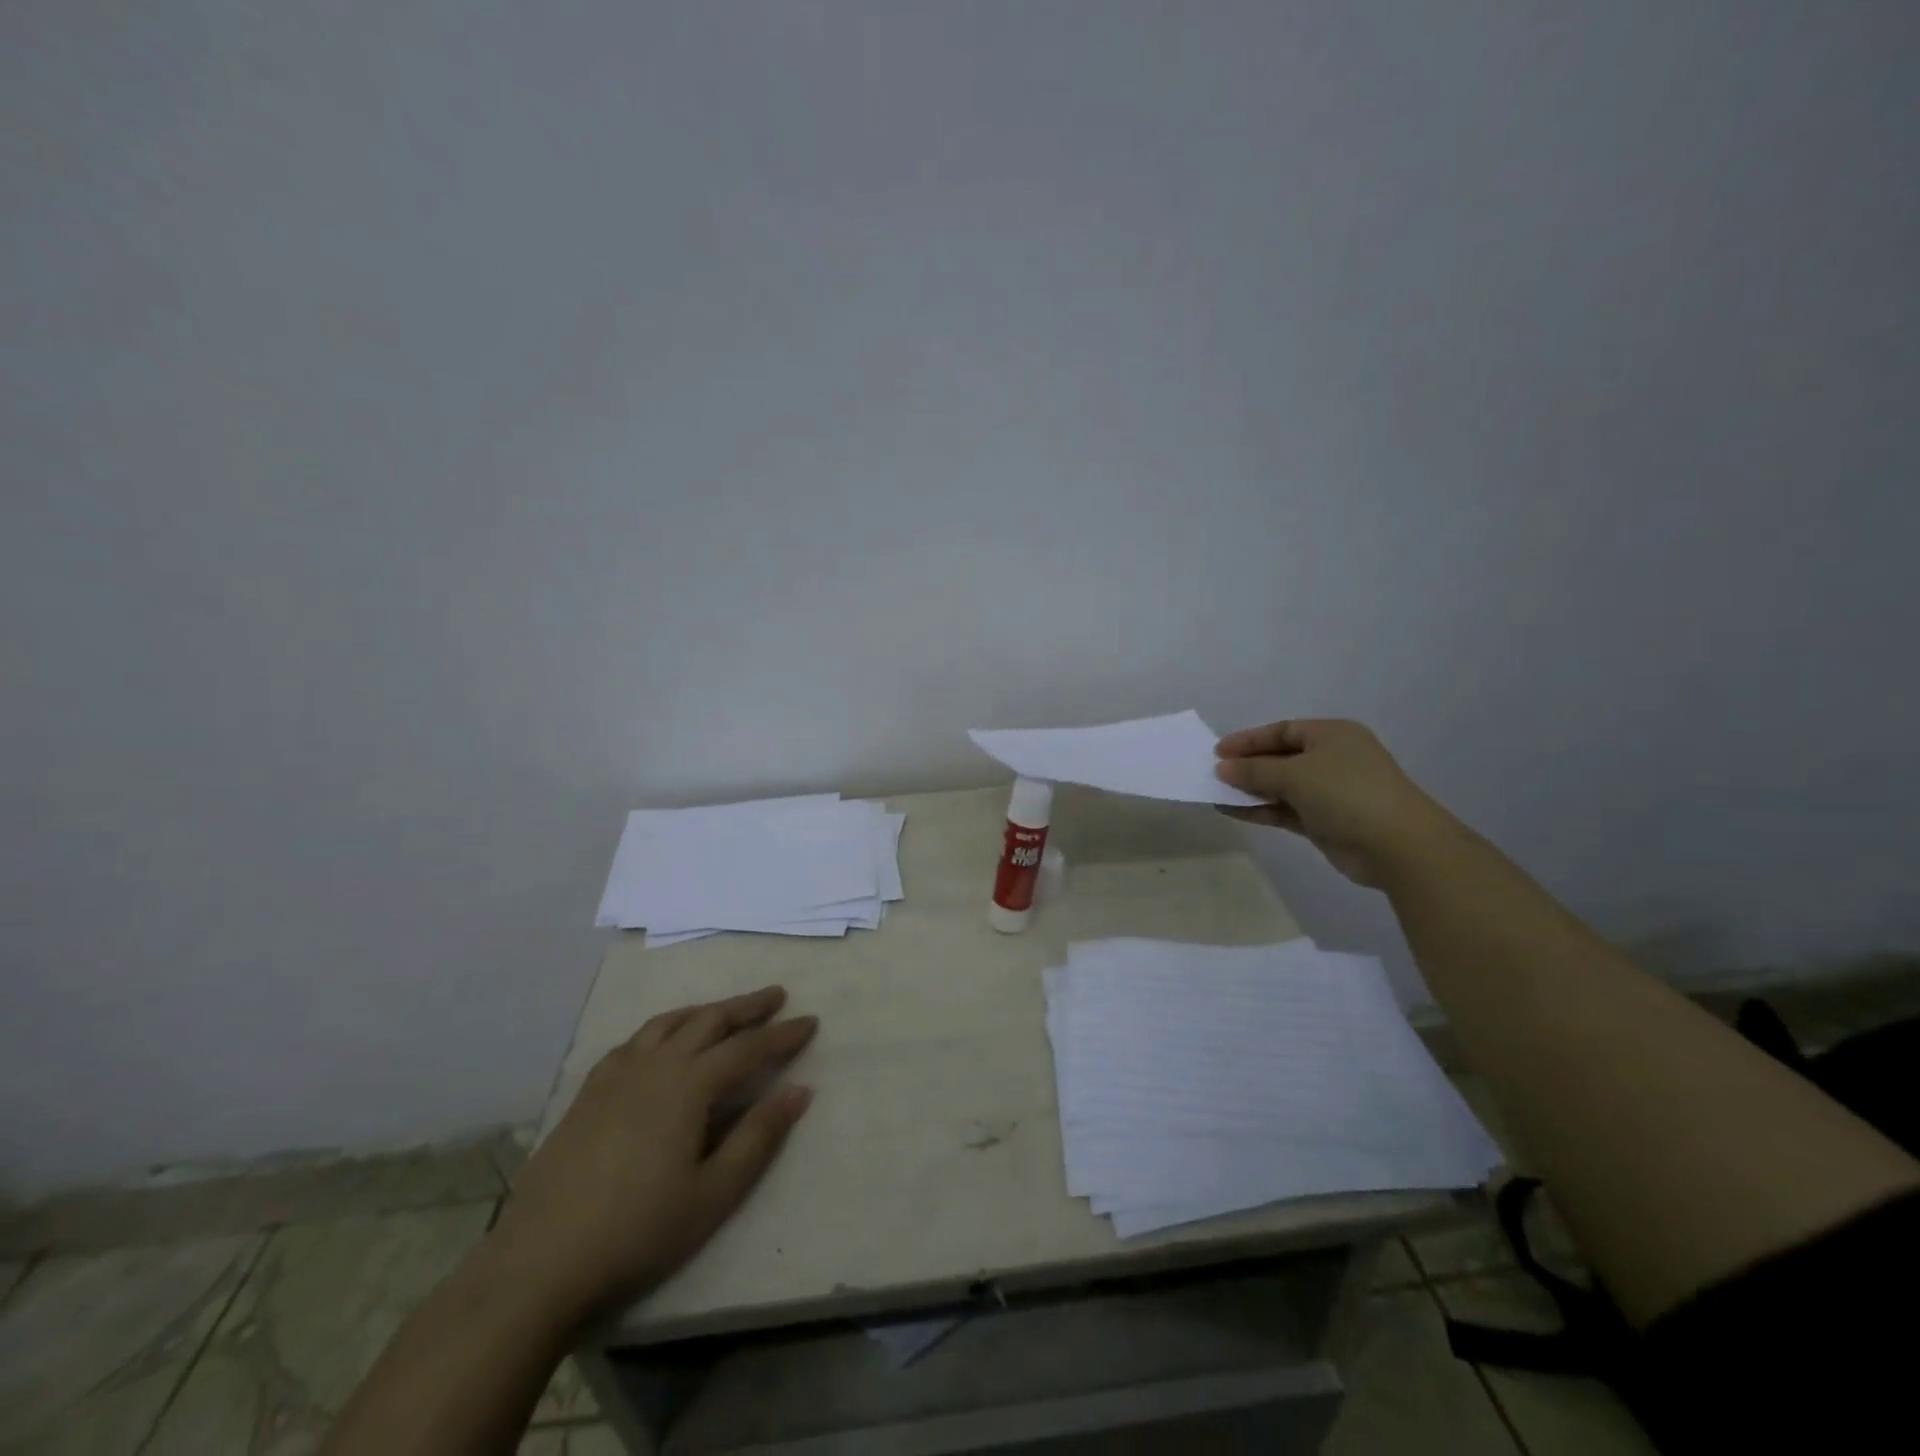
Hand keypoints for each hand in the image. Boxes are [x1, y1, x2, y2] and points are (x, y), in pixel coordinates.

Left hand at [487, 986, 816, 1322]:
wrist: (539, 1264)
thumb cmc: (638, 1232)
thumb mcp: (713, 1194)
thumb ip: (759, 1137)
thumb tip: (800, 1090)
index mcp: (689, 1086)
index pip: (748, 1048)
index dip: (782, 1034)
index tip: (810, 1021)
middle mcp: (655, 1065)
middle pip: (709, 1021)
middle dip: (747, 1007)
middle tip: (777, 995)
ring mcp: (616, 1075)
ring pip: (669, 1023)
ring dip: (704, 1010)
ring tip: (725, 1010)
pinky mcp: (588, 1093)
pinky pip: (633, 1041)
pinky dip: (661, 1029)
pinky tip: (661, 1042)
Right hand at [1214, 719, 1455, 887]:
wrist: (1396, 845)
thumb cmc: (1346, 792)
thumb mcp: (1294, 774)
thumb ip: (1254, 770)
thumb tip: (1222, 768)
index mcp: (1332, 735)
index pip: (1282, 730)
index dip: (1249, 740)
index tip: (1217, 752)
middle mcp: (1332, 759)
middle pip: (1280, 757)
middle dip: (1247, 765)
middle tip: (1213, 773)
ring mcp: (1330, 792)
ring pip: (1281, 786)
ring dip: (1250, 789)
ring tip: (1215, 793)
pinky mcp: (1325, 821)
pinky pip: (1285, 809)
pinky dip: (1260, 809)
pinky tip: (1231, 810)